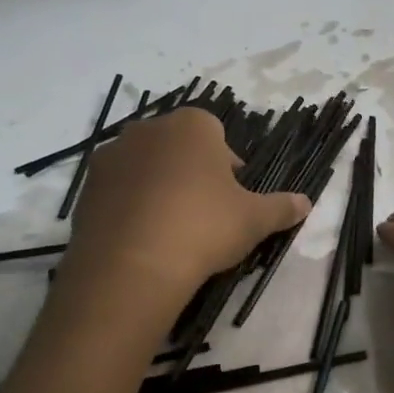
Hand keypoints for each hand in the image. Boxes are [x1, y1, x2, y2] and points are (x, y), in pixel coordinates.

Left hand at [64, 107, 309, 306]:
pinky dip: (130, 205)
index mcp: (192, 126)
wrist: (132, 266)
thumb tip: (306, 202)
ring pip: (146, 166)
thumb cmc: (204, 227)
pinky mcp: (87, 187)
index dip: (227, 166)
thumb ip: (281, 207)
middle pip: (178, 146)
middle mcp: (149, 129)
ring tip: (171, 227)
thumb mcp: (254, 220)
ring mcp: (112, 156)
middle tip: (205, 212)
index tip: (231, 197)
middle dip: (192, 171)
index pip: (216, 134)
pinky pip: (118, 190)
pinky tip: (143, 237)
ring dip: (159, 186)